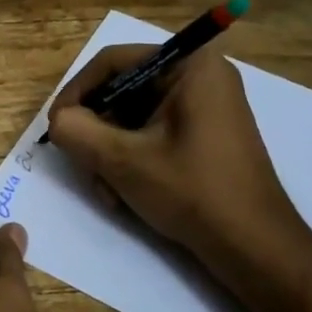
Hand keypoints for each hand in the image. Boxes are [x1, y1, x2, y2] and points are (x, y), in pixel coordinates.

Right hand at [46, 44, 311, 311]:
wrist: (256, 249)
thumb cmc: (194, 192)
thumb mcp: (123, 160)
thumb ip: (77, 131)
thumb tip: (58, 122)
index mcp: (190, 65)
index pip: (113, 62)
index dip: (77, 93)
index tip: (56, 127)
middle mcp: (200, 75)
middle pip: (122, 90)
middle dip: (96, 131)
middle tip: (82, 165)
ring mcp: (205, 106)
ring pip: (132, 116)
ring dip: (109, 151)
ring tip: (106, 190)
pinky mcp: (204, 134)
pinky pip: (151, 132)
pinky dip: (130, 158)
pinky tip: (123, 194)